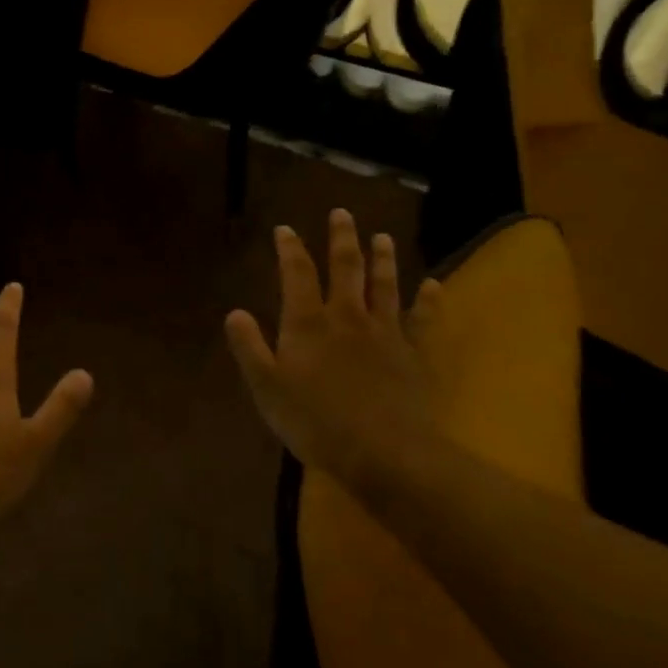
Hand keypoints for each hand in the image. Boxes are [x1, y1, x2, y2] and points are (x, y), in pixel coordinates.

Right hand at [224, 211, 445, 486]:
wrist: (385, 454)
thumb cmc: (316, 422)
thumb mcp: (267, 388)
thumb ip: (249, 348)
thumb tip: (234, 312)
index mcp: (308, 323)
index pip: (297, 274)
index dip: (290, 249)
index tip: (285, 229)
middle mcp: (347, 317)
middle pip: (346, 268)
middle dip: (341, 239)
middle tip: (342, 213)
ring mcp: (385, 334)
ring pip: (384, 286)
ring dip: (382, 259)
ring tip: (381, 236)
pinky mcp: (414, 355)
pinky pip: (422, 320)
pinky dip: (428, 301)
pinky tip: (433, 285)